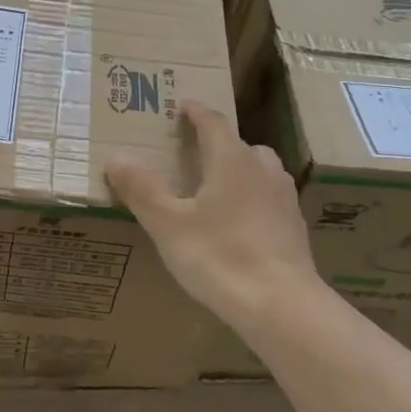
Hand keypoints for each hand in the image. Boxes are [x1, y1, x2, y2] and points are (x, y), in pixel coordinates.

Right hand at [106, 101, 319, 329]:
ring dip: (238, 172)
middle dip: (217, 145)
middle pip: (240, 146)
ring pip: (259, 173)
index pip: (213, 122)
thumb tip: (116, 157)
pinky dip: (251, 202)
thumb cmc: (218, 256)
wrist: (281, 305)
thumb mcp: (167, 223)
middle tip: (193, 154)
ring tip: (214, 191)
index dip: (195, 112)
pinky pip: (268, 201)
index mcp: (232, 160)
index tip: (182, 106)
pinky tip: (236, 227)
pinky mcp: (294, 229)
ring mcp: (284, 200)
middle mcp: (263, 170)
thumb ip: (141, 188)